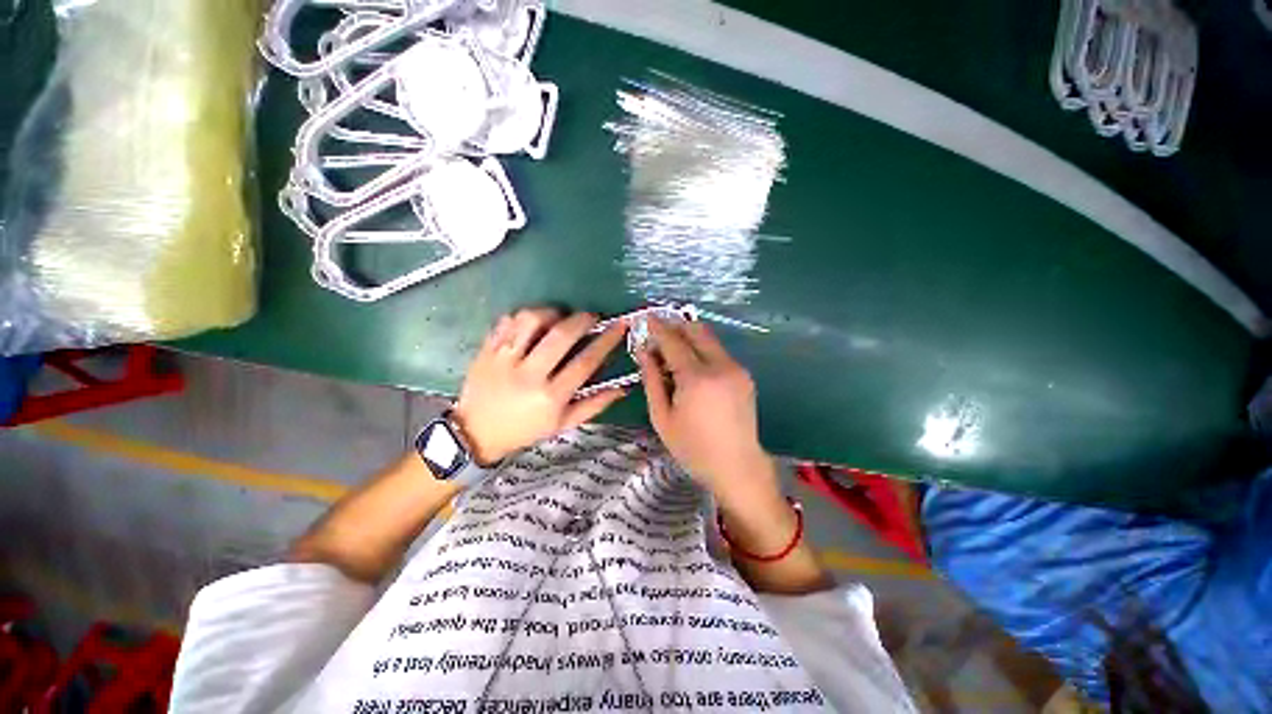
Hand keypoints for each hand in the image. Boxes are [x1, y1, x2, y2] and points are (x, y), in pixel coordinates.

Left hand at [453, 307, 627, 464]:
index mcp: (551, 397)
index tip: (619, 326)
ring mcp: (504, 360)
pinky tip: (533, 322)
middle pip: (560, 336)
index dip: (606, 341)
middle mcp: (528, 375)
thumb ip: (594, 405)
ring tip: (559, 316)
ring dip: (552, 312)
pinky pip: (507, 322)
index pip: (585, 362)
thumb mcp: (563, 424)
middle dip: (582, 319)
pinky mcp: (486, 350)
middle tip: (591, 317)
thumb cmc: (526, 429)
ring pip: (531, 321)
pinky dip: (524, 316)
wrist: (476, 433)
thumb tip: (623, 388)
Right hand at [637, 319, 780, 509]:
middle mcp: (720, 366)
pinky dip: (702, 350)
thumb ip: (652, 380)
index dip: (658, 327)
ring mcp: (736, 369)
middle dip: (676, 325)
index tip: (645, 318)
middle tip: (658, 331)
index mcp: (697, 378)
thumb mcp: (662, 417)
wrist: (737, 466)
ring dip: (689, 337)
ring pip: (710, 339)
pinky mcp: (744, 375)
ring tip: (672, 349)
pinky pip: (719, 352)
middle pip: (696, 331)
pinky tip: (692, 366)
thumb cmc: (693, 448)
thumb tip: (644, 351)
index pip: (673, 341)